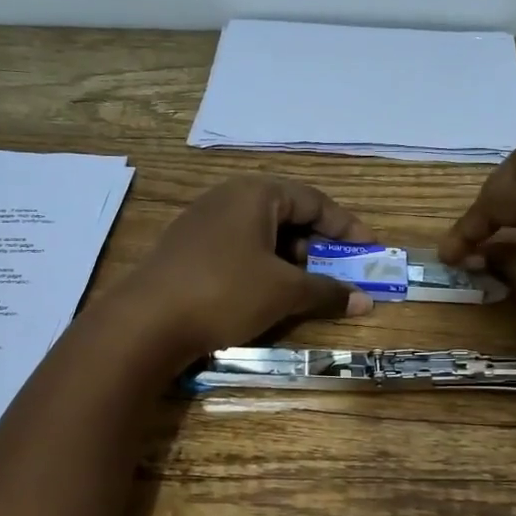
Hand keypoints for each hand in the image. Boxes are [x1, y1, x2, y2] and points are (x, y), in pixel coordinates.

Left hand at [115, 176, 376, 361]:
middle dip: (318, 245)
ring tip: (306, 288)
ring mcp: (203, 222)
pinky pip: (239, 249)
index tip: (370, 250)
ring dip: (291, 260)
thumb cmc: (224, 292)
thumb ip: (326, 291)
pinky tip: (267, 294)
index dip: (346, 227)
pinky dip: (263, 267)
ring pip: (262, 235)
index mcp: (255, 193)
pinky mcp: (188, 249)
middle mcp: (228, 198)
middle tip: (339, 272)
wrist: (145, 322)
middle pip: (287, 215)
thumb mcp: (283, 292)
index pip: (314, 200)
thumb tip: (364, 301)